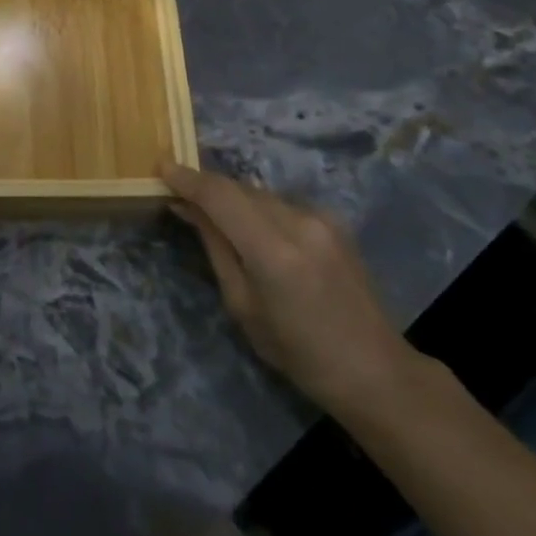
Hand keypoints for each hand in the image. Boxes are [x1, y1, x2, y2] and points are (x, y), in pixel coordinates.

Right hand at [162, 161, 417, 417]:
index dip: (188, 179)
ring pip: (260, 193)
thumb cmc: (298, 351)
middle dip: (207, 188)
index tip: (161, 167)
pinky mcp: (333, 222)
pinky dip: (258, 209)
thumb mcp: (242, 305)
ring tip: (212, 215)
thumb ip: (215, 247)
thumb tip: (188, 208)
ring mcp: (321, 218)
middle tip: (178, 195)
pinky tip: (251, 229)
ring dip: (233, 199)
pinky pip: (282, 204)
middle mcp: (299, 222)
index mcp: (273, 250)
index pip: (220, 196)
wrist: (374, 369)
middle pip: (239, 188)